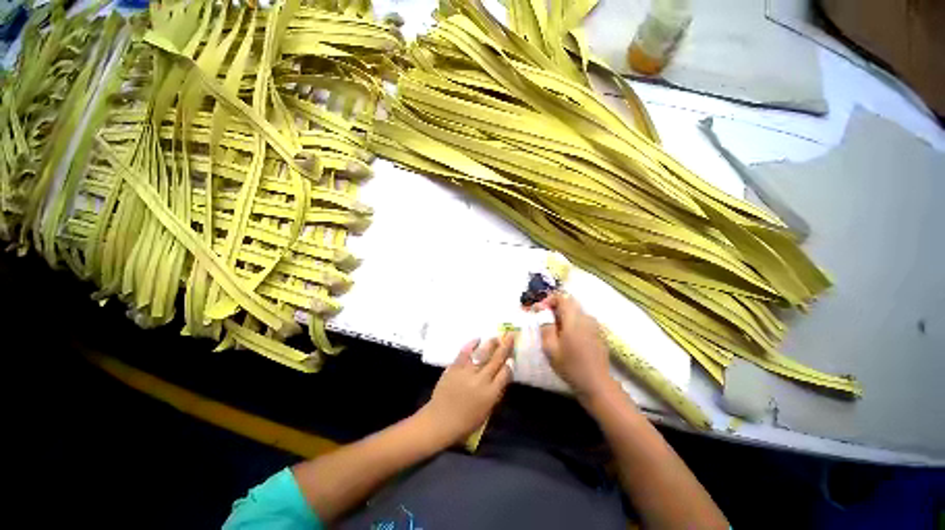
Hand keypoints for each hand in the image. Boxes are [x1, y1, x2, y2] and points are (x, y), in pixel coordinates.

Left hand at [420, 335, 514, 445]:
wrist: (440, 420)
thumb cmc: (466, 422)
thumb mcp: (486, 412)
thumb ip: (496, 393)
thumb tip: (503, 376)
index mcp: (490, 394)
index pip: (505, 374)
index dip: (510, 364)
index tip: (512, 356)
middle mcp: (481, 380)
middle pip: (496, 360)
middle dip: (505, 347)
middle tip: (510, 336)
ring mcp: (467, 372)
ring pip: (482, 354)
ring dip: (490, 344)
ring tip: (496, 337)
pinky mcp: (455, 368)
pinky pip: (465, 353)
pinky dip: (471, 345)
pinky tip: (477, 339)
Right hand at [538, 293, 614, 402]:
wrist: (597, 384)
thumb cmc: (570, 366)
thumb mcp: (550, 347)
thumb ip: (545, 326)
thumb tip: (541, 311)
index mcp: (574, 319)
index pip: (562, 297)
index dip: (548, 300)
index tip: (539, 310)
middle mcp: (586, 317)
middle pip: (569, 303)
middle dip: (555, 307)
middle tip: (544, 320)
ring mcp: (595, 325)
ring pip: (576, 312)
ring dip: (564, 316)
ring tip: (555, 331)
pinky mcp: (599, 333)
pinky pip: (583, 321)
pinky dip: (573, 323)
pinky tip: (568, 338)